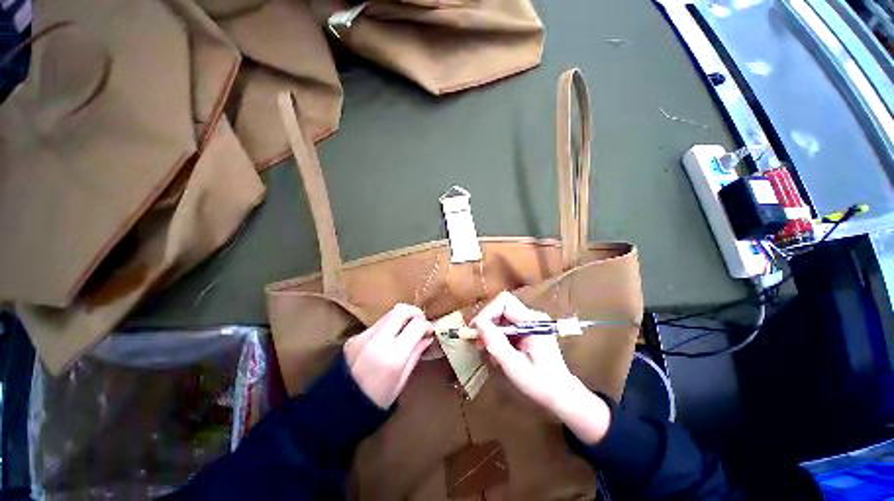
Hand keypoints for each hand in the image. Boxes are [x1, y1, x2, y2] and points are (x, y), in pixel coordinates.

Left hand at [344, 304, 433, 408]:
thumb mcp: (401, 381)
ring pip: (389, 314)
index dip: (426, 325)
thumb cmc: (376, 401)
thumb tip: (427, 337)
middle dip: (415, 312)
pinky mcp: (354, 337)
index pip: (416, 325)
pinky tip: (388, 340)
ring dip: (401, 317)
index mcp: (393, 355)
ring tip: (406, 329)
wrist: (338, 409)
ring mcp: (364, 336)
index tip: (429, 331)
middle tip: (420, 322)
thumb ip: (415, 354)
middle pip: (401, 310)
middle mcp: (378, 339)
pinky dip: (388, 326)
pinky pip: (377, 324)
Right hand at [472, 292, 610, 444]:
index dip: (487, 312)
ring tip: (485, 346)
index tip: (476, 330)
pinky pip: (506, 323)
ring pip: (501, 313)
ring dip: (490, 328)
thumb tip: (477, 323)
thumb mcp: (514, 365)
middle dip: (487, 320)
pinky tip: (496, 348)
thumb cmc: (540, 383)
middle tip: (478, 340)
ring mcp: (530, 321)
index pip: (504, 302)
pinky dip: (496, 333)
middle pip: (502, 305)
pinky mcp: (527, 327)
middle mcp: (532, 316)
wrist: (560, 394)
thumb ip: (496, 343)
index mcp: (533, 322)